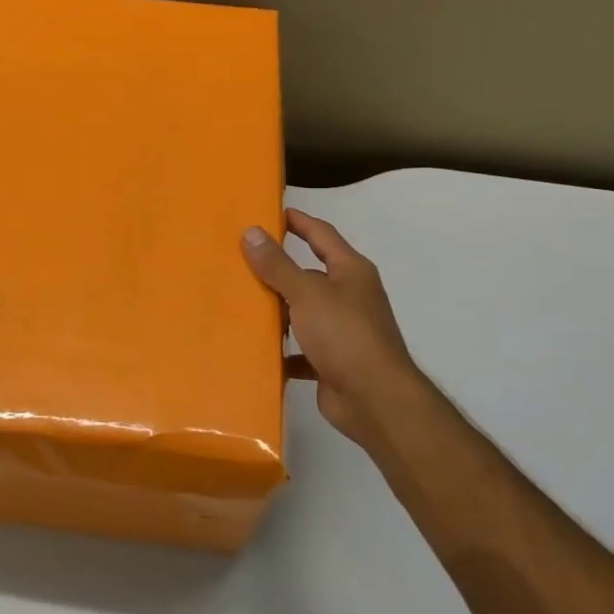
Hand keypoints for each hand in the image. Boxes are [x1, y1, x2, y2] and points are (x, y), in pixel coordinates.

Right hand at [242, 210, 431, 448]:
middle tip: (240, 259)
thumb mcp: (307, 293)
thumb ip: (278, 265)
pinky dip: (282, 349)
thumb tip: (252, 232)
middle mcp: (350, 296)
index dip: (298, 221)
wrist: (375, 400)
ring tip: (239, 302)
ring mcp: (342, 330)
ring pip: (303, 312)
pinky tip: (255, 349)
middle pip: (309, 274)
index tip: (269, 213)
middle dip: (278, 268)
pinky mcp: (332, 361)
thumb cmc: (345, 335)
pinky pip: (301, 349)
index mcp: (351, 271)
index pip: (322, 234)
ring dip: (277, 310)